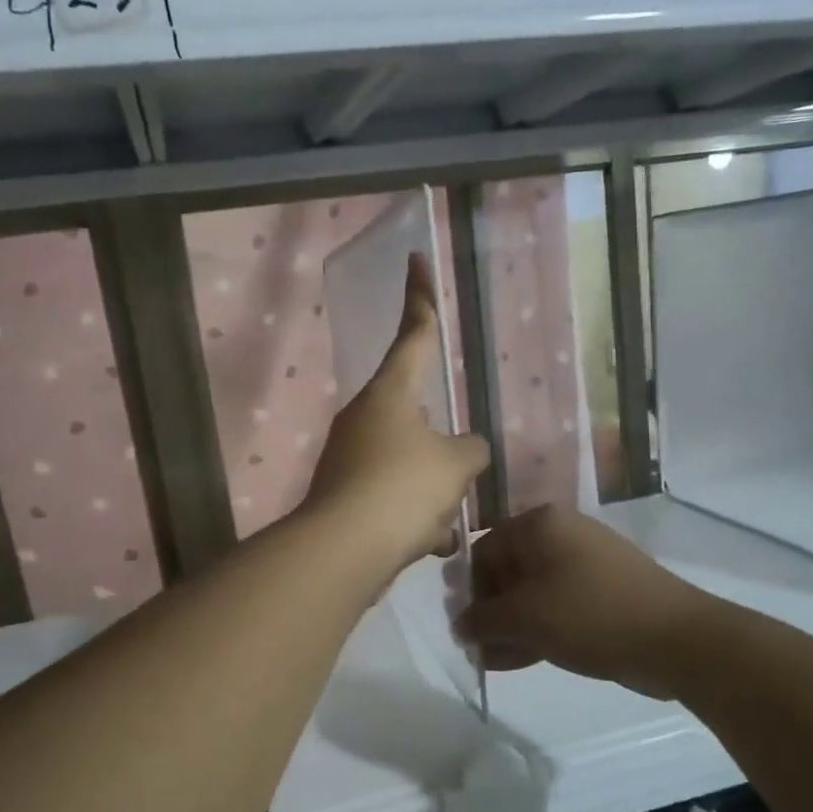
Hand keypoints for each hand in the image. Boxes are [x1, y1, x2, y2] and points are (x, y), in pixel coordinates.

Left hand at [301, 255, 489, 577]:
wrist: (343, 550)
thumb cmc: (403, 489)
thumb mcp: (455, 465)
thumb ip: (470, 449)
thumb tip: (466, 449)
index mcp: (390, 393)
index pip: (413, 333)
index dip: (420, 298)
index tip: (415, 261)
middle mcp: (363, 417)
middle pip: (416, 417)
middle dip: (442, 450)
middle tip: (458, 477)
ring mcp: (348, 456)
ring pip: (407, 465)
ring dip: (431, 494)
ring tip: (444, 524)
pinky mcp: (342, 494)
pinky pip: (391, 498)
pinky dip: (412, 518)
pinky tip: (427, 543)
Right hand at [457, 505, 708, 699]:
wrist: (676, 639)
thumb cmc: (589, 614)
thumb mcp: (525, 617)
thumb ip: (482, 620)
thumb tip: (460, 625)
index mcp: (540, 525)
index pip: (484, 549)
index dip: (467, 588)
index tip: (461, 624)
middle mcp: (561, 535)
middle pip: (508, 571)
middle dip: (489, 612)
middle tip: (476, 646)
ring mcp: (586, 564)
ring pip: (532, 593)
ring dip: (510, 626)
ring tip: (492, 660)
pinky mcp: (603, 592)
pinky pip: (557, 606)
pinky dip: (537, 629)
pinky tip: (518, 660)